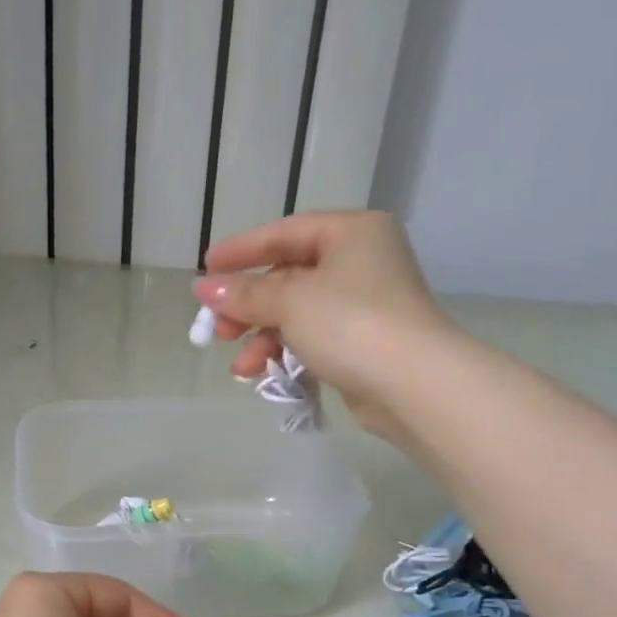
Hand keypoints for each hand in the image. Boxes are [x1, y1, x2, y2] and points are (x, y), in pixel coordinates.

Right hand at [192, 211, 456, 443]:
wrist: (413, 384)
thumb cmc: (350, 323)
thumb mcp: (289, 302)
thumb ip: (244, 293)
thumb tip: (203, 288)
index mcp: (352, 232)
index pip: (285, 233)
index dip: (241, 251)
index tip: (206, 267)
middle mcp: (362, 261)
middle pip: (289, 277)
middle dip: (250, 307)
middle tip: (218, 329)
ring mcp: (366, 304)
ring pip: (299, 313)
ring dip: (264, 338)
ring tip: (241, 367)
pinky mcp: (365, 343)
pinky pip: (314, 339)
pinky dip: (287, 352)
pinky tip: (264, 374)